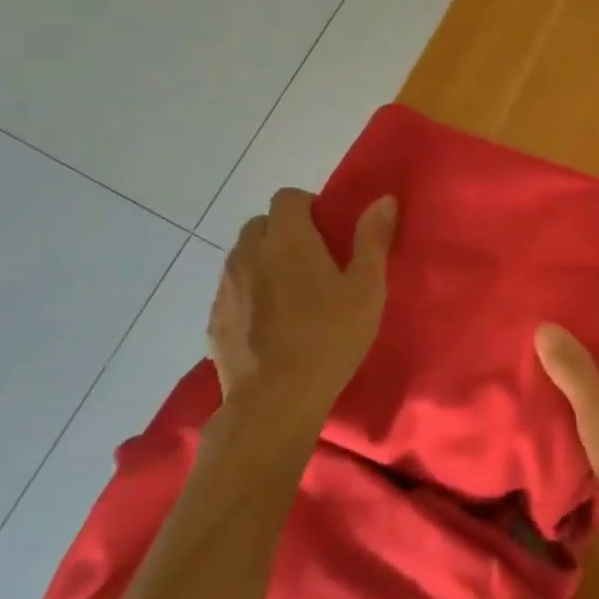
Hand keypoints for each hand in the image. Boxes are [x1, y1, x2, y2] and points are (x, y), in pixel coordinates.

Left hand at [207, 189, 395, 428]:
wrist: (274, 401)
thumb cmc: (330, 337)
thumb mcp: (367, 288)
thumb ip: (373, 239)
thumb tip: (384, 199)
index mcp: (287, 240)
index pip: (287, 197)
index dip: (308, 206)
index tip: (328, 231)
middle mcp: (248, 254)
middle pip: (260, 224)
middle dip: (283, 232)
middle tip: (313, 261)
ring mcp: (226, 289)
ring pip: (242, 257)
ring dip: (264, 262)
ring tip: (291, 293)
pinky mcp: (214, 321)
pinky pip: (232, 291)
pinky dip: (249, 294)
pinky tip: (271, 324)